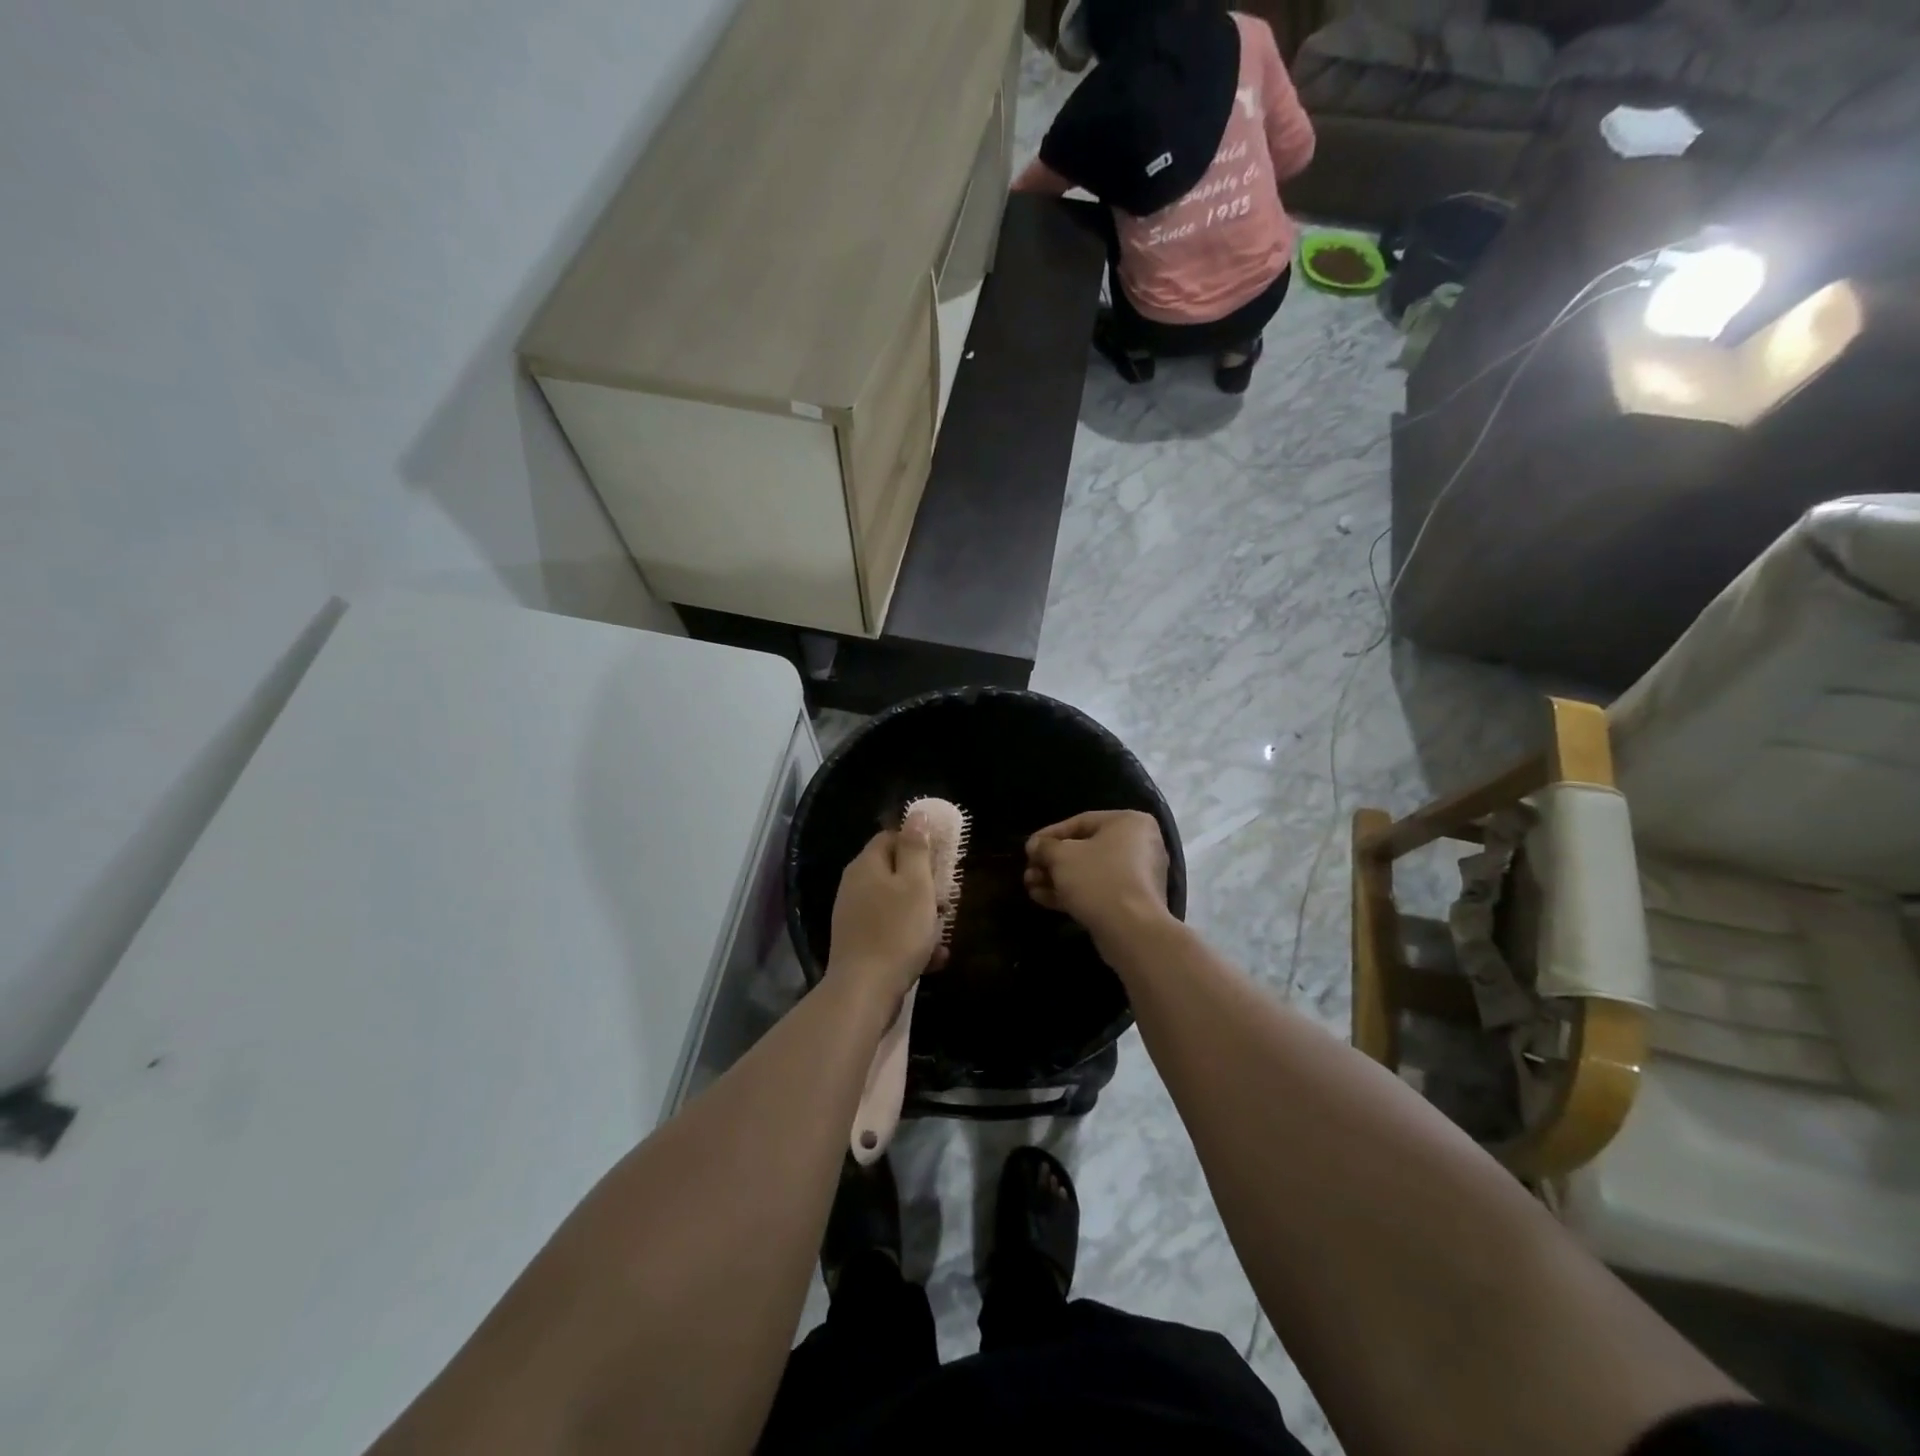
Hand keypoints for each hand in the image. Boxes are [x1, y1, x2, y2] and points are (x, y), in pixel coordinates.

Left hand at [828, 827, 946, 998]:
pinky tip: (934, 957)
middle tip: (946, 898)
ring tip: (943, 929)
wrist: (865, 991)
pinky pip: (891, 932)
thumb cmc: (896, 931)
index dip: (918, 843)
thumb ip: (916, 848)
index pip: (891, 837)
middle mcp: (854, 886)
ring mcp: (854, 917)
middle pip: (894, 872)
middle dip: (923, 883)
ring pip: (895, 904)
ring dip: (921, 914)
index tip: (941, 858)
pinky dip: (911, 940)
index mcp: (866, 866)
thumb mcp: (915, 884)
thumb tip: (916, 813)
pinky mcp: (859, 944)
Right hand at [1025, 810, 1172, 952]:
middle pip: (1085, 848)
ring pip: (1089, 872)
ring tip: (1030, 886)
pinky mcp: (1132, 902)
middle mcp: (1139, 844)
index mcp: (1129, 822)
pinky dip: (1072, 892)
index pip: (1081, 822)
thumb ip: (1045, 846)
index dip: (1049, 834)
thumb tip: (1035, 846)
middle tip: (1029, 871)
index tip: (1028, 848)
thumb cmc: (1097, 878)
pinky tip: (1042, 898)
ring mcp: (1138, 876)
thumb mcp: (1061, 856)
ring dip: (1057, 878)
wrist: (1131, 930)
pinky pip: (1098, 890)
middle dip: (1051, 861)